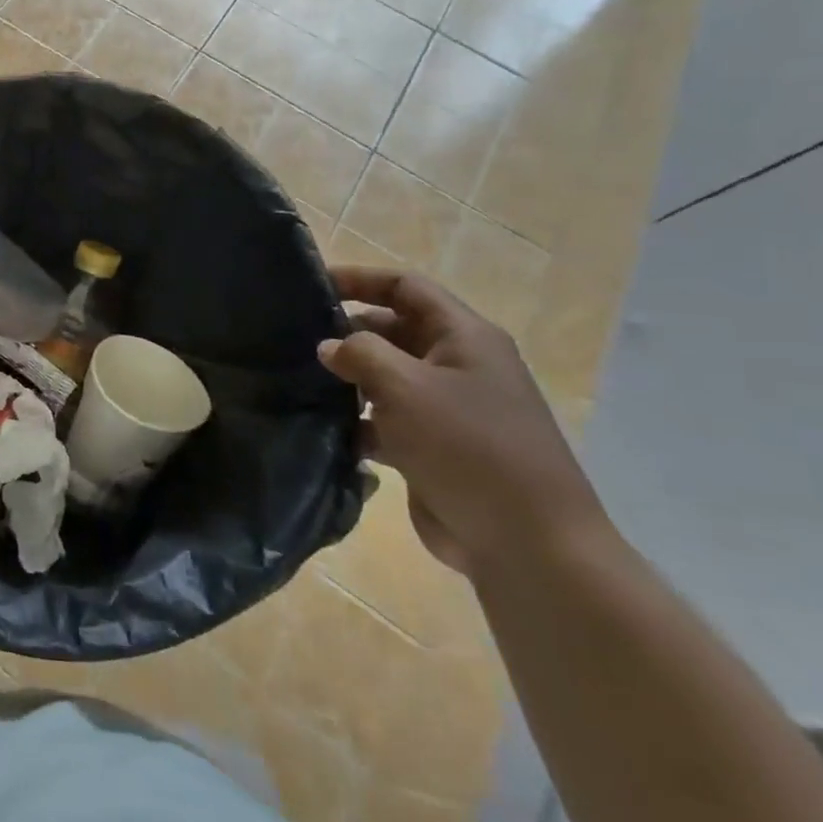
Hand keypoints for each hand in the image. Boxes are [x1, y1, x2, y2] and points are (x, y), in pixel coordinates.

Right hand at [317, 266, 608, 581]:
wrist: (526, 543)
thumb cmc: (468, 446)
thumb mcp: (406, 387)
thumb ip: (360, 354)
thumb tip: (330, 347)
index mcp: (464, 338)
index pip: (406, 287)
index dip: (360, 278)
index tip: (312, 285)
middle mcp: (458, 366)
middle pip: (393, 330)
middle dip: (348, 332)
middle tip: (296, 341)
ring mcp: (448, 409)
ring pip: (386, 377)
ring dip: (349, 379)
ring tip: (301, 383)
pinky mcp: (434, 447)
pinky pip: (386, 420)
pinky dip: (358, 420)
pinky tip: (325, 429)